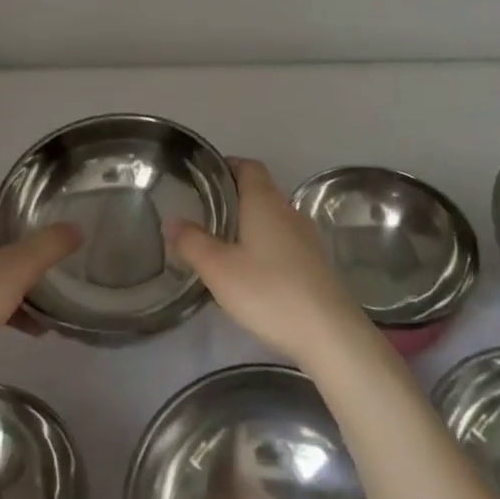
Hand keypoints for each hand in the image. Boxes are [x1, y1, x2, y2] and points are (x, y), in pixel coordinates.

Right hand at [168, 158, 375, 370]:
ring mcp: (306, 236)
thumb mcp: (219, 269)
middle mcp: (288, 210)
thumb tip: (171, 220)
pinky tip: (252, 270)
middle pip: (260, 189)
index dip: (227, 166)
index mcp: (264, 201)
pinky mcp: (315, 262)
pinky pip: (284, 240)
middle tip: (204, 212)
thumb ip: (192, 242)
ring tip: (223, 242)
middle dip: (234, 196)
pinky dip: (265, 244)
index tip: (204, 178)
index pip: (248, 166)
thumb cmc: (269, 291)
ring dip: (250, 222)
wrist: (329, 332)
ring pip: (273, 216)